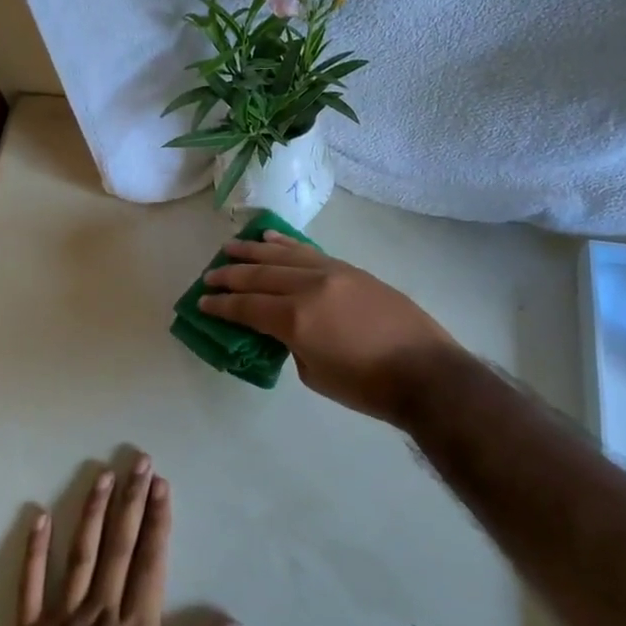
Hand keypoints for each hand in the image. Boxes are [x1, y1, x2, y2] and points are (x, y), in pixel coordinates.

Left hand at [0, 457, 242, 625]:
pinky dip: (34, 550)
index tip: (161, 485)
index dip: (157, 521)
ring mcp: (61, 619)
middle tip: (139, 461)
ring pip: (80, 554)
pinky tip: (39, 516)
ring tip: (102, 474)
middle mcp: (101, 612)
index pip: (150, 562)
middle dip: (131, 502)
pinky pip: (31, 584)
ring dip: (92, 512)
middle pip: (119, 547)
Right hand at [199, 233, 461, 421]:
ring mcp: (332, 272)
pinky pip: (309, 251)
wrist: (423, 371)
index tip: (202, 302)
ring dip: (253, 251)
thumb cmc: (366, 386)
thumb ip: (291, 343)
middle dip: (230, 276)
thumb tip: (283, 326)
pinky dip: (286, 244)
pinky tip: (270, 239)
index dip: (222, 306)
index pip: (248, 306)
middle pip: (260, 275)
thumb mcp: (314, 374)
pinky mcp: (350, 269)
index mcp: (296, 319)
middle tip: (209, 276)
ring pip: (283, 255)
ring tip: (230, 247)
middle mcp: (309, 287)